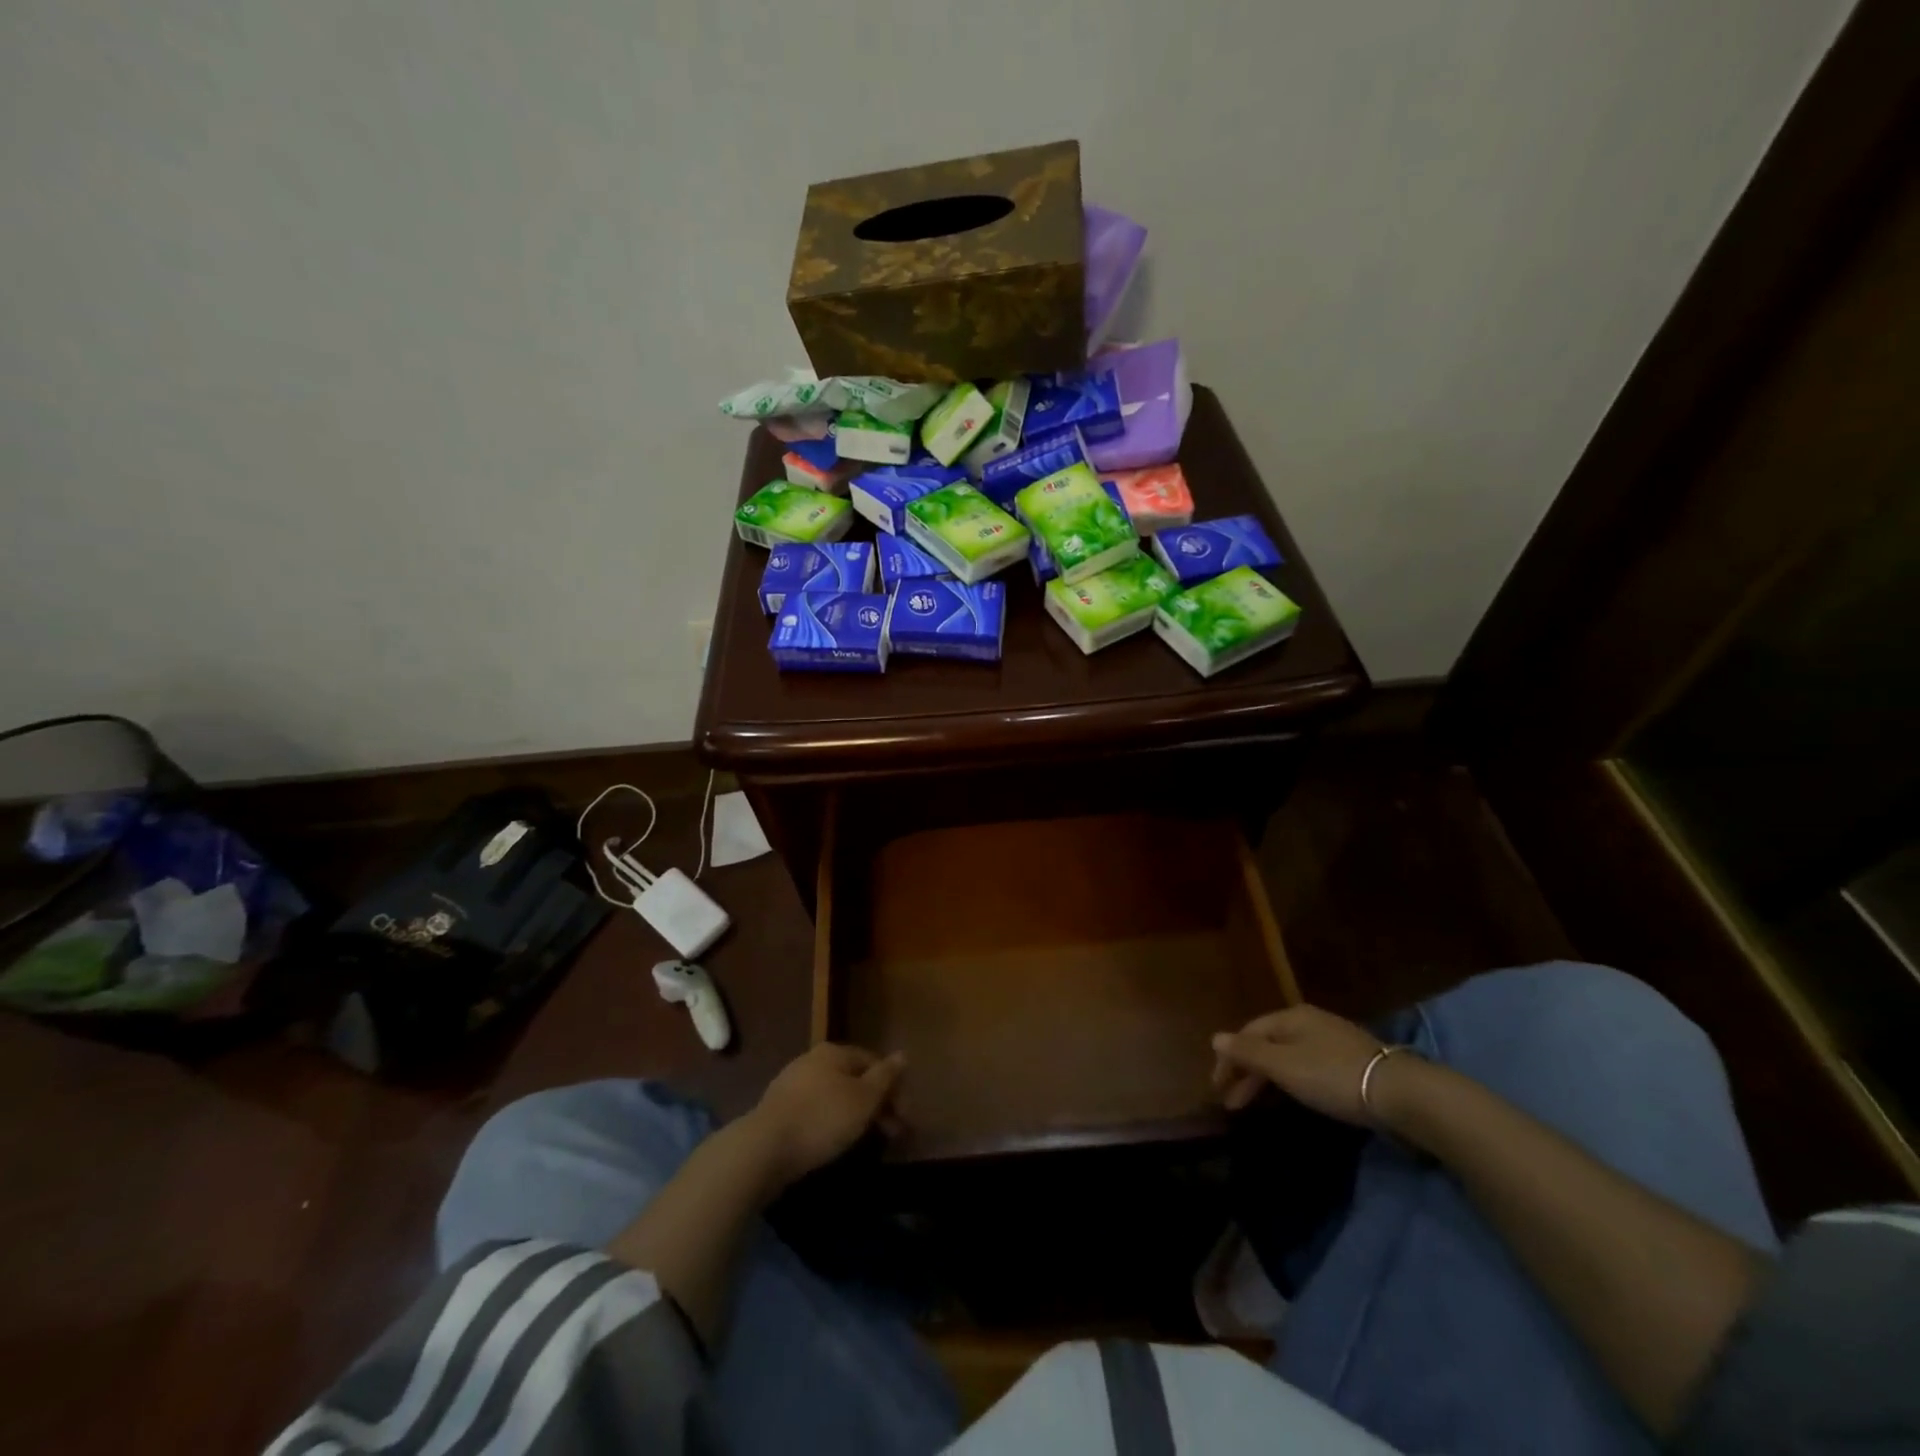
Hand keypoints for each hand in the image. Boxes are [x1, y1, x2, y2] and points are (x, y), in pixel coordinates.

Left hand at [744, 1042, 905, 1187]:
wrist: (763, 1148)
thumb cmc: (822, 1118)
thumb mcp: (863, 1098)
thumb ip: (885, 1076)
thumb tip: (903, 1054)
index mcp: (833, 1052)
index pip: (873, 1062)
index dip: (893, 1088)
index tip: (905, 1118)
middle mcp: (812, 1060)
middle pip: (853, 1079)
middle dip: (875, 1104)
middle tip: (891, 1134)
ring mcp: (791, 1084)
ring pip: (834, 1096)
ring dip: (853, 1115)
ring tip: (865, 1141)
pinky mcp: (778, 1110)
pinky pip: (815, 1111)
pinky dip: (830, 1124)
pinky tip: (833, 1142)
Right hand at [1210, 1005, 1389, 1123]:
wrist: (1400, 1093)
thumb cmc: (1332, 1075)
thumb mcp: (1284, 1065)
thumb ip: (1248, 1053)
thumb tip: (1215, 1037)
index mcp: (1290, 1017)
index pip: (1248, 1033)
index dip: (1228, 1060)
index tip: (1218, 1089)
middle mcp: (1309, 1021)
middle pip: (1267, 1044)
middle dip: (1247, 1072)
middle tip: (1233, 1103)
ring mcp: (1332, 1039)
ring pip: (1287, 1055)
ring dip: (1267, 1078)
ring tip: (1258, 1103)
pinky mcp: (1351, 1061)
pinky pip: (1307, 1065)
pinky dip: (1290, 1080)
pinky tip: (1293, 1094)